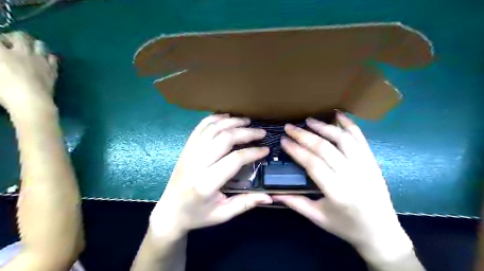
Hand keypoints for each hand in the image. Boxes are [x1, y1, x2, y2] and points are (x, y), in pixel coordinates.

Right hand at [0, 30, 56, 113]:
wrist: (33, 102)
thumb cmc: (5, 91)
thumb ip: (0, 63)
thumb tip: (3, 62)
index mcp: (2, 54)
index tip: (0, 46)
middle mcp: (23, 53)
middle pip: (20, 36)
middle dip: (13, 37)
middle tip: (10, 46)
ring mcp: (41, 61)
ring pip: (40, 44)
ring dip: (33, 45)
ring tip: (28, 51)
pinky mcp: (53, 70)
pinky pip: (53, 57)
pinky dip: (48, 56)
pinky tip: (43, 61)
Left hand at [151, 114, 271, 238]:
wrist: (169, 211)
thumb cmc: (197, 215)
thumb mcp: (222, 214)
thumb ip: (245, 203)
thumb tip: (269, 197)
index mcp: (206, 183)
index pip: (234, 159)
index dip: (252, 152)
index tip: (265, 149)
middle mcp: (196, 163)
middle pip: (224, 138)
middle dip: (246, 132)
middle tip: (261, 133)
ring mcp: (189, 153)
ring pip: (212, 128)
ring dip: (231, 122)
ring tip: (247, 121)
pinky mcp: (186, 148)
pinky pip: (200, 128)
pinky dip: (214, 119)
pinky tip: (226, 117)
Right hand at [274, 112, 413, 264]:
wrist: (382, 233)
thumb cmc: (346, 227)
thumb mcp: (318, 218)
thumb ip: (295, 203)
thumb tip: (273, 193)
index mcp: (337, 193)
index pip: (313, 164)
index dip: (296, 150)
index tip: (284, 140)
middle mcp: (352, 176)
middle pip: (325, 148)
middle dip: (304, 136)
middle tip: (289, 127)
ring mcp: (366, 167)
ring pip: (343, 140)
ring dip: (324, 127)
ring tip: (309, 120)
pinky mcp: (373, 162)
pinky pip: (361, 139)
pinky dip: (350, 125)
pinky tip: (339, 115)